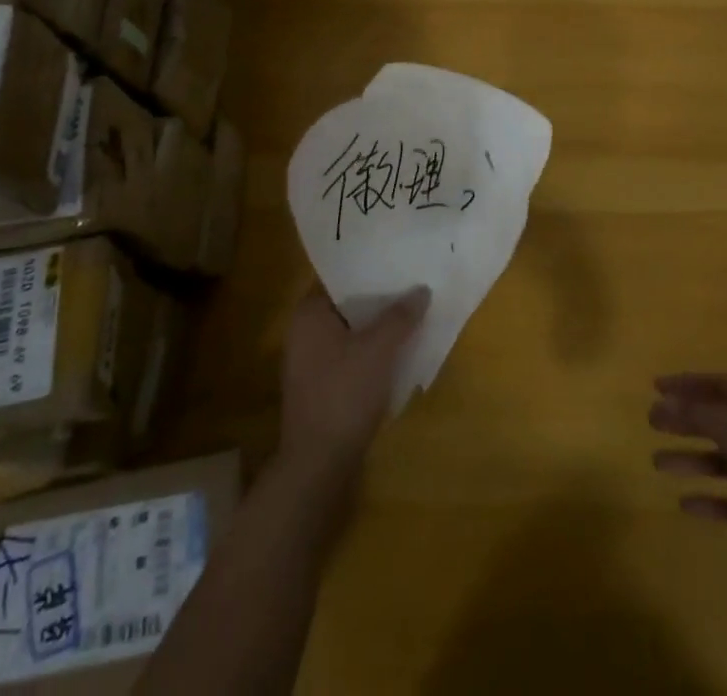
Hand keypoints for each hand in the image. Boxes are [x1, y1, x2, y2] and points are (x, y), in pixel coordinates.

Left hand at [279, 283, 429, 478]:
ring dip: (377, 327)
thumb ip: (400, 316)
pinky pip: (350, 357)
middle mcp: (303, 334)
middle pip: (347, 305)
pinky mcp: (322, 389)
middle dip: (378, 298)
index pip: (339, 277)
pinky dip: (371, 352)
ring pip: (350, 332)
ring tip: (412, 313)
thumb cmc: (343, 395)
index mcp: (308, 315)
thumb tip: (422, 289)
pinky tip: (399, 351)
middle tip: (412, 283)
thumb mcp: (378, 349)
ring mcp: (310, 364)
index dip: (369, 268)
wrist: (318, 467)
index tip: (397, 259)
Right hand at [650, 373, 726, 594]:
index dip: (687, 383)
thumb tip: (663, 402)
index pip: (717, 383)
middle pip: (718, 420)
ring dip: (691, 460)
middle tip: (651, 424)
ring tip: (657, 465)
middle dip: (685, 420)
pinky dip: (712, 502)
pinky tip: (686, 507)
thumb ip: (696, 412)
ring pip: (724, 461)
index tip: (655, 387)